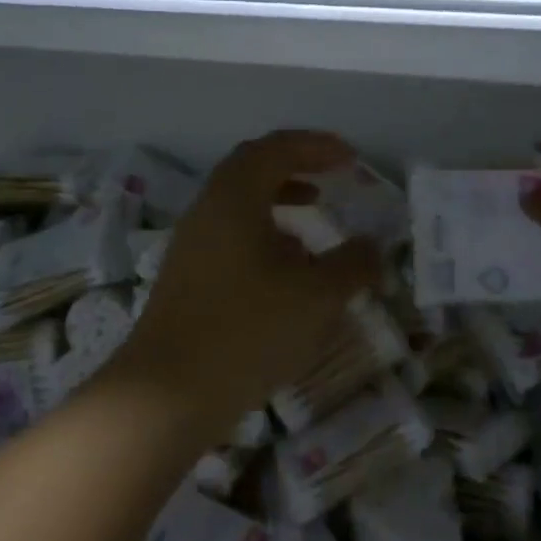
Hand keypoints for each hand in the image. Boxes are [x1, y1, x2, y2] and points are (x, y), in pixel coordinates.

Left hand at [114, 130, 379, 443]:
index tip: (351, 158)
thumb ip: (352, 265)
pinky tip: (285, 268)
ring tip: (313, 218)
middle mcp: (207, 209)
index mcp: (235, 197)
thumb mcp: (317, 297)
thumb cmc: (247, 331)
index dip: (316, 146)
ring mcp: (191, 244)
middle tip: (330, 176)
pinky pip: (229, 234)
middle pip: (252, 168)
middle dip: (295, 166)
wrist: (167, 394)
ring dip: (278, 201)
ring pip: (238, 203)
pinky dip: (262, 233)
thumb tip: (373, 247)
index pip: (276, 149)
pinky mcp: (186, 276)